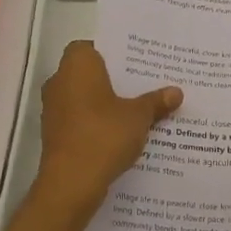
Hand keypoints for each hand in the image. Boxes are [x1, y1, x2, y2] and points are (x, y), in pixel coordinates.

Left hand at [34, 41, 181, 219]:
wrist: (71, 184)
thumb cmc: (104, 135)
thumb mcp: (139, 116)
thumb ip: (156, 101)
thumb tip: (176, 92)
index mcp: (77, 65)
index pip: (91, 46)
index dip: (111, 52)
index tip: (134, 62)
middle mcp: (59, 81)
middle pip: (89, 72)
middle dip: (113, 79)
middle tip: (144, 83)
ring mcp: (54, 109)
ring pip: (84, 97)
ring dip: (105, 102)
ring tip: (137, 108)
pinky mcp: (55, 134)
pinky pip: (80, 119)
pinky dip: (96, 122)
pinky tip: (121, 132)